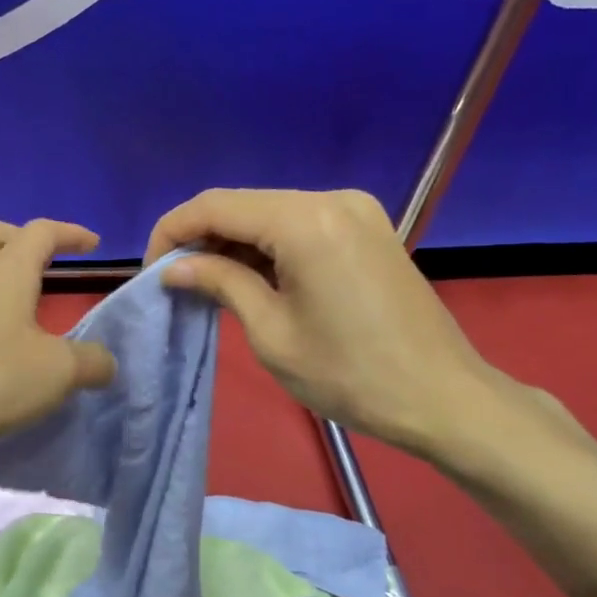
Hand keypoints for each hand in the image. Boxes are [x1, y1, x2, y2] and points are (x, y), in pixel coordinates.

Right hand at [145, 188, 502, 460]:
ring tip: (208, 283)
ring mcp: (354, 209)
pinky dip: (267, 245)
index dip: (172, 231)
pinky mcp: (367, 227)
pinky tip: (252, 277)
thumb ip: (219, 283)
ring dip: (233, 242)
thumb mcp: (271, 333)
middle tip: (176, 281)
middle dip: (201, 237)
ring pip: (269, 212)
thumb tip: (174, 266)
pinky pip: (299, 224)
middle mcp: (330, 198)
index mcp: (305, 221)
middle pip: (242, 204)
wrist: (444, 398)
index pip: (214, 206)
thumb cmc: (351, 375)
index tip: (152, 270)